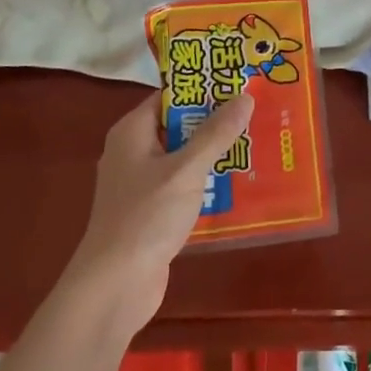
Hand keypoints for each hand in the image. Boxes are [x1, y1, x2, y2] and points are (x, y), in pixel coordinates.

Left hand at [61, 91, 255, 338]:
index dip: (202, 88)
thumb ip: (216, 133)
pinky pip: (181, 186)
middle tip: (256, 114)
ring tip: (256, 145)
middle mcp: (132, 152)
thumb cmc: (146, 217)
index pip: (169, 96)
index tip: (238, 83)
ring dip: (213, 155)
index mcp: (132, 131)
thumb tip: (245, 96)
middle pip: (178, 126)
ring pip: (182, 157)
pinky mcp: (149, 212)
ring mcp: (139, 184)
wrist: (114, 286)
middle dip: (214, 122)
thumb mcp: (186, 170)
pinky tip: (237, 185)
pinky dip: (205, 183)